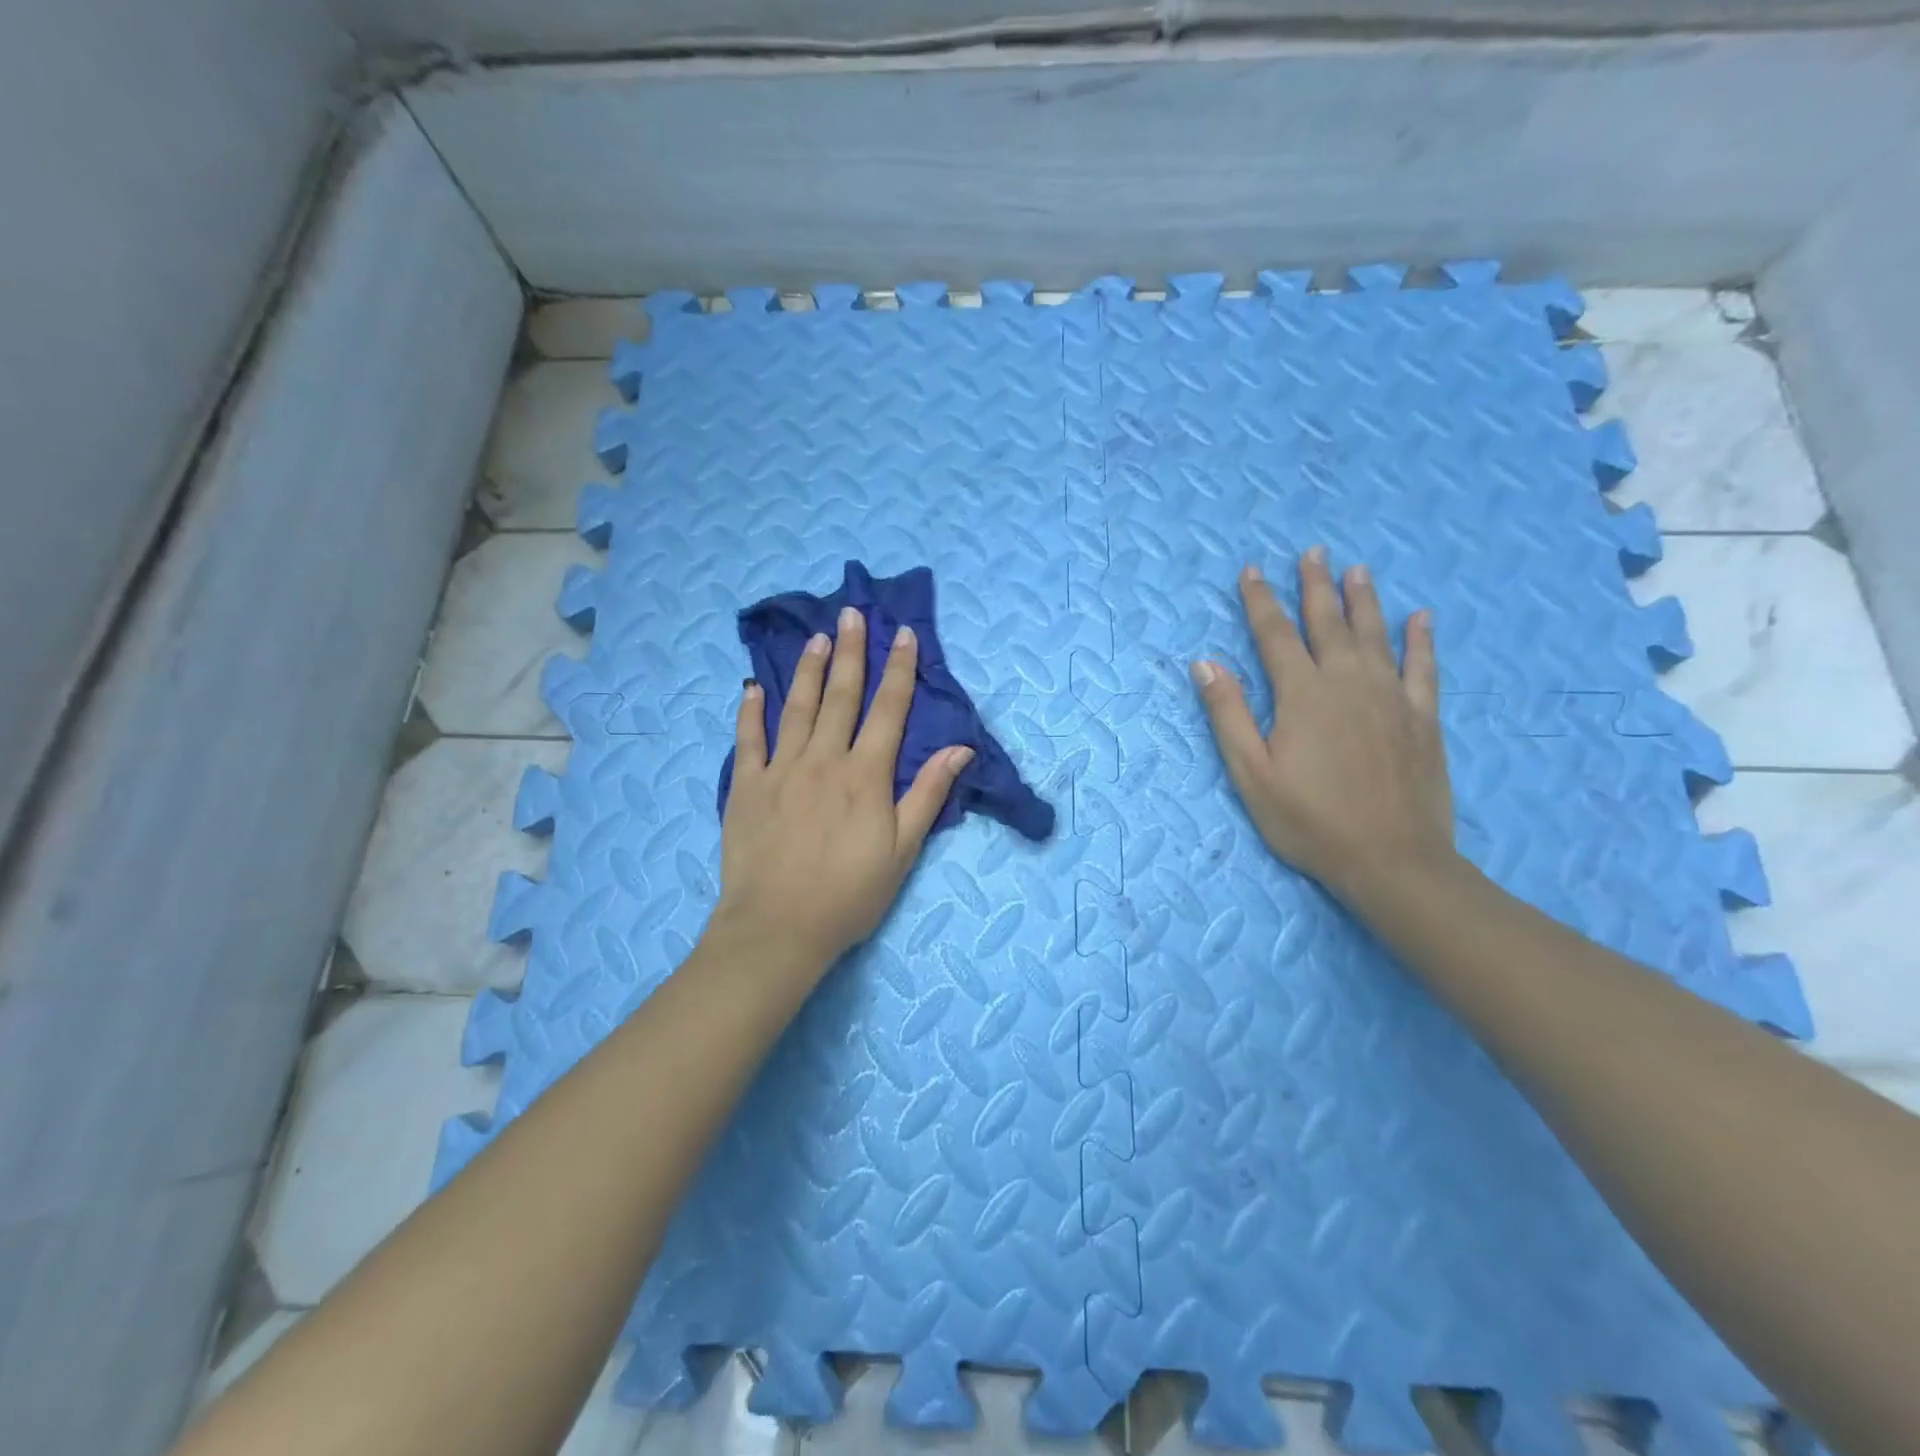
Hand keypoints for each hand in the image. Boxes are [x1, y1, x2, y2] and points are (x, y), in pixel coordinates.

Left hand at [711, 606, 973, 973]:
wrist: (779, 927)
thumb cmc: (850, 893)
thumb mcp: (903, 849)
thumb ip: (928, 793)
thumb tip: (961, 748)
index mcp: (866, 775)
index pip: (889, 710)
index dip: (900, 670)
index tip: (904, 635)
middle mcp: (824, 760)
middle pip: (841, 696)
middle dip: (850, 652)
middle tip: (852, 614)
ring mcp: (781, 769)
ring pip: (796, 707)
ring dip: (807, 669)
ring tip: (815, 637)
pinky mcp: (746, 786)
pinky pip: (748, 739)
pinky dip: (750, 711)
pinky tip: (752, 688)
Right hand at [1189, 549, 1455, 908]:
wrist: (1392, 860)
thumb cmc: (1309, 820)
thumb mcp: (1251, 773)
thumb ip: (1228, 714)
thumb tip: (1205, 663)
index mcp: (1302, 694)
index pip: (1274, 635)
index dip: (1260, 601)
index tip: (1251, 571)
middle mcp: (1348, 682)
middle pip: (1328, 622)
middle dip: (1315, 586)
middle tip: (1312, 552)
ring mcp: (1391, 697)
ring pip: (1376, 634)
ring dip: (1364, 599)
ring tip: (1357, 569)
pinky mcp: (1423, 718)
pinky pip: (1423, 667)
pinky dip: (1420, 640)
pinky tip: (1421, 618)